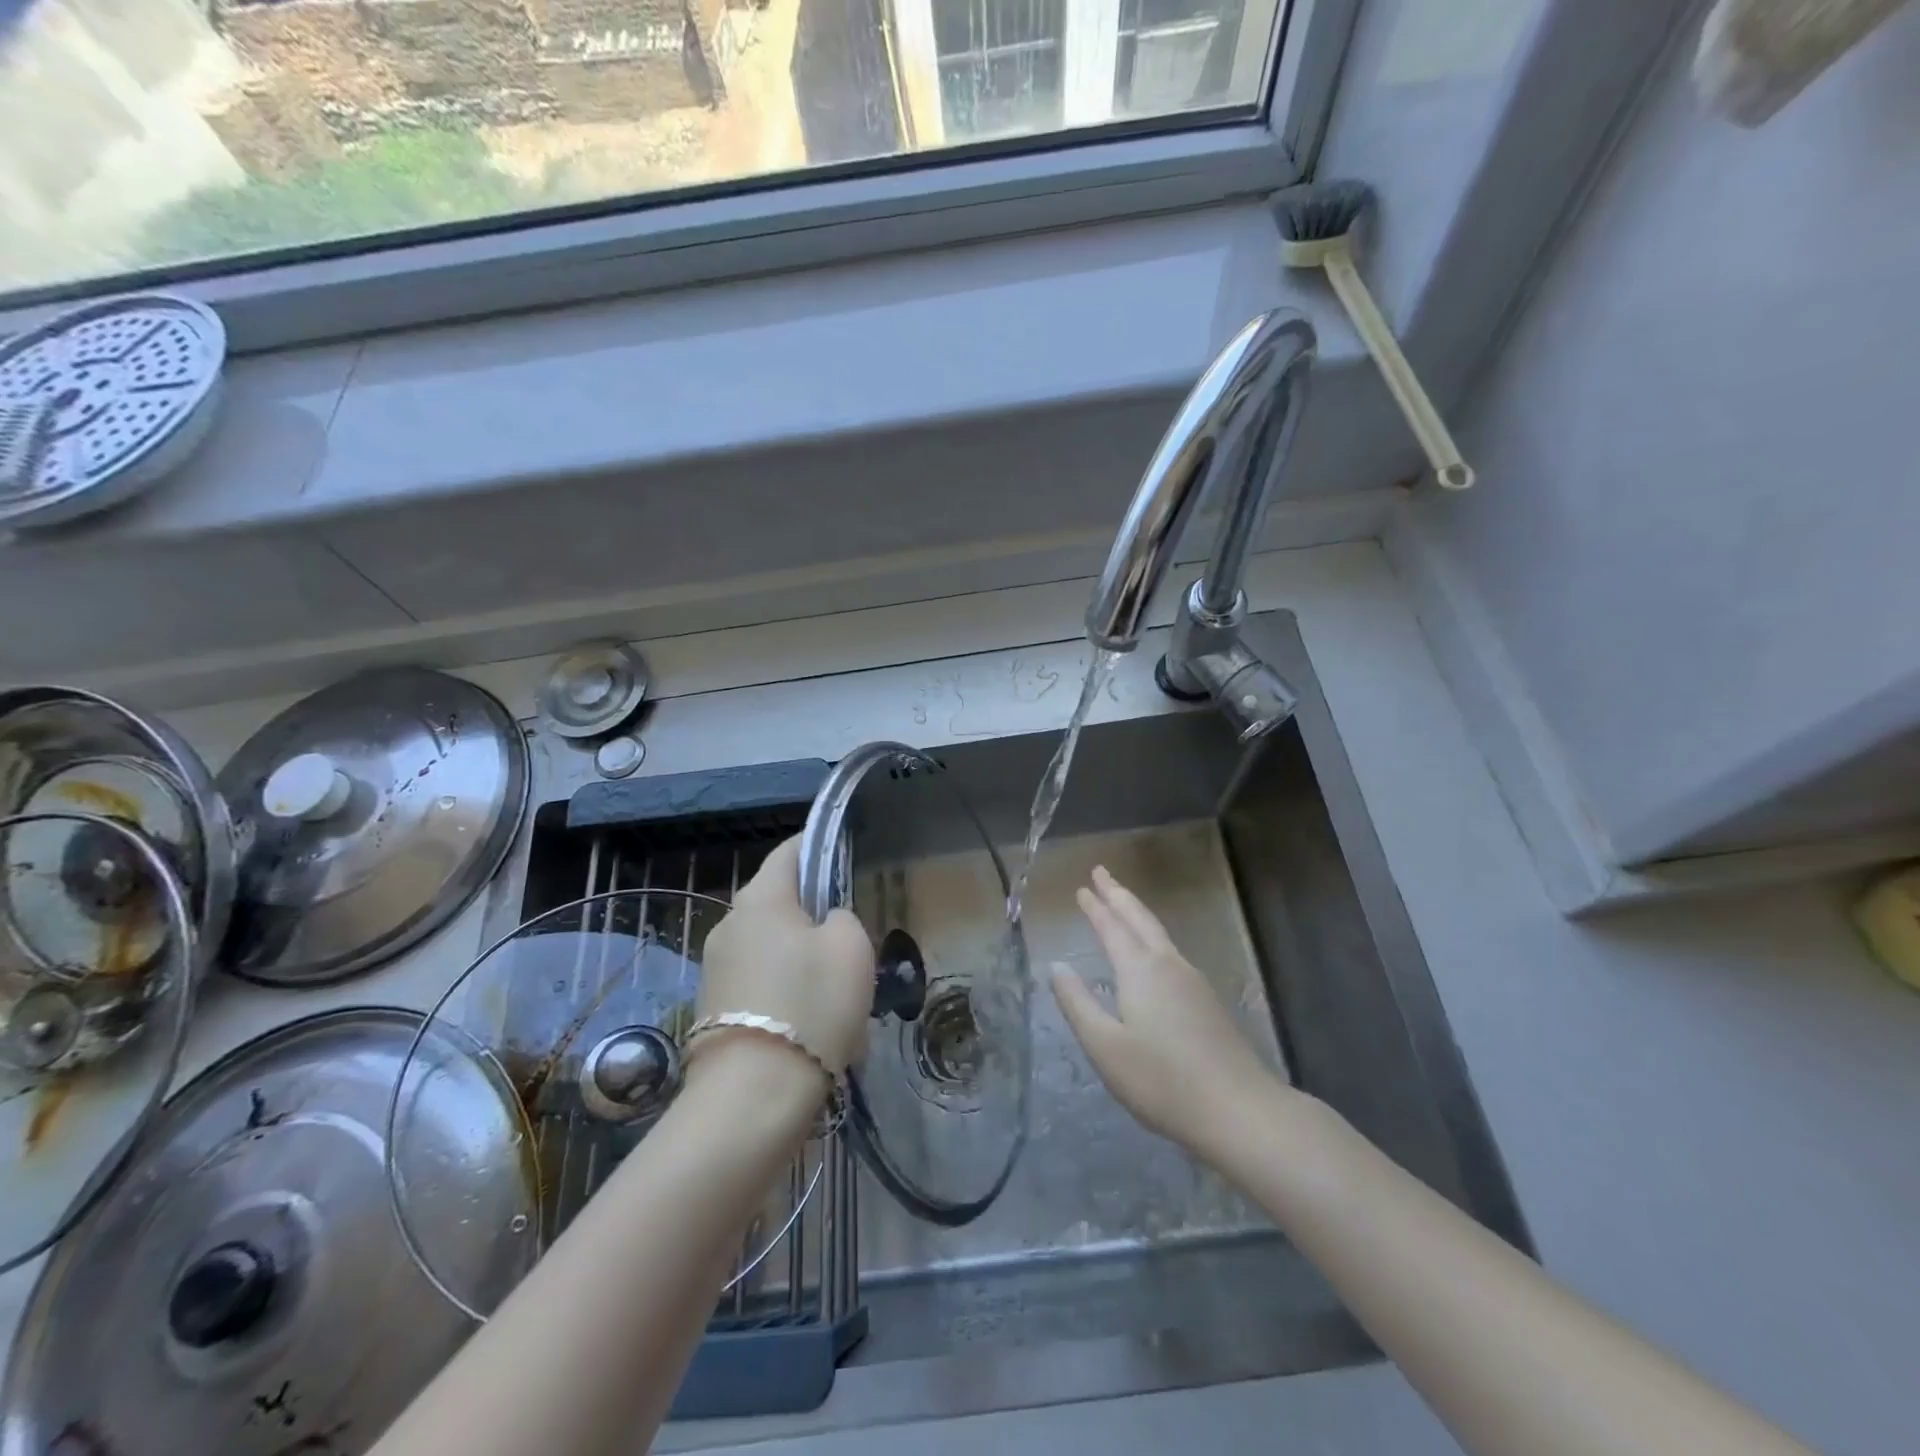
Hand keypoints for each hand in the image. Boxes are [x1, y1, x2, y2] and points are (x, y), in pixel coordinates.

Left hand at [698, 836, 873, 1076]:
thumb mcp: (852, 947)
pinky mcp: (712, 1009)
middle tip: (848, 943)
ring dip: (800, 961)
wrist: (753, 1097)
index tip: (842, 854)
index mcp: (761, 898)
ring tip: (834, 998)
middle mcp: (729, 924)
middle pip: (779, 903)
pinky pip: (758, 985)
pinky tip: (810, 1029)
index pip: (790, 851)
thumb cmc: (811, 1005)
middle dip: (813, 916)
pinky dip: (784, 994)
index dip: (817, 846)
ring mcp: (714, 968)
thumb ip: (843, 918)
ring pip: (771, 948)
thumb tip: (826, 923)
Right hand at [1051, 865, 1282, 1160]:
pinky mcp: (1208, 1002)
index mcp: (1139, 971)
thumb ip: (1077, 1004)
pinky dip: (1152, 936)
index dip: (1095, 907)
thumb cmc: (1162, 1080)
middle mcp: (1168, 965)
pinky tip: (1153, 952)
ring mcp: (1193, 982)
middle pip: (1140, 919)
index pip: (1112, 928)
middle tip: (1101, 872)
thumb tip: (1058, 966)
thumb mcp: (1105, 1046)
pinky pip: (1171, 952)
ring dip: (1137, 913)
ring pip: (1159, 934)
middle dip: (1118, 894)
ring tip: (1122, 903)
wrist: (1239, 1110)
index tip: (1083, 886)